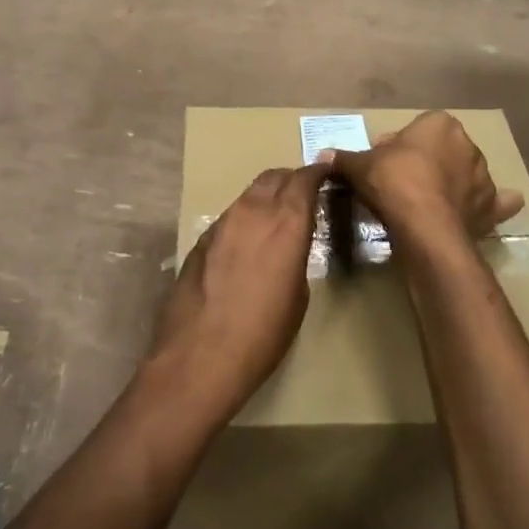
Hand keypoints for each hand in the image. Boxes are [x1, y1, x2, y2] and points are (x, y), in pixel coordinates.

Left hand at [148, 164, 329, 423]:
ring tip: (276, 216)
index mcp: (286, 222)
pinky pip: (230, 217)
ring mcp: (222, 223)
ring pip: (249, 194)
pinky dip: (245, 218)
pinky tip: (247, 242)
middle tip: (304, 191)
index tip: (328, 172)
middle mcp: (252, 211)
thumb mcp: (298, 295)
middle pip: (273, 177)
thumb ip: (296, 255)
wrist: (200, 356)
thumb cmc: (263, 334)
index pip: (304, 179)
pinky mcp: (200, 240)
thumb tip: (289, 245)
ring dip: (266, 196)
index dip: (317, 172)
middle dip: (291, 178)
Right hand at [326, 111, 523, 238]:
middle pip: (442, 151)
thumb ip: (344, 158)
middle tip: (400, 185)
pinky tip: (484, 211)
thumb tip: (322, 155)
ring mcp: (484, 176)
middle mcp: (468, 145)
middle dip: (426, 163)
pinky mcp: (491, 207)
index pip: (417, 129)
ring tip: (429, 204)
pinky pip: (497, 203)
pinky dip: (495, 206)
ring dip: (453, 184)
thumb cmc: (394, 182)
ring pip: (467, 175)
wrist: (425, 225)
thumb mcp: (361, 166)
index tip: (383, 165)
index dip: (398, 147)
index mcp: (440, 124)